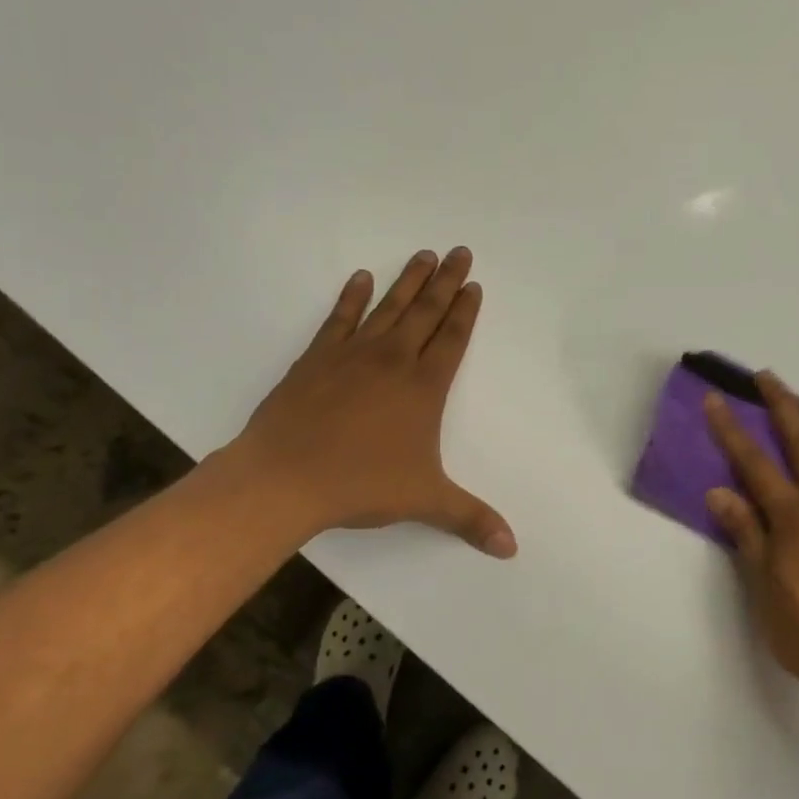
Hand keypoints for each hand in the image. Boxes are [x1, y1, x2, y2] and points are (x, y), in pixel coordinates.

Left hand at [228, 248, 515, 557]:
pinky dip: (351, 297)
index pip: (452, 339)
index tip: (475, 285)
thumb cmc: (362, 484)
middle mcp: (393, 360)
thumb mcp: (425, 502)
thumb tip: (512, 547)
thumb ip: (470, 518)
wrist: (287, 476)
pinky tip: (360, 278)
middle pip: (426, 312)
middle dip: (446, 281)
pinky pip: (340, 318)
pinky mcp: (317, 357)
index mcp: (423, 388)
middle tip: (460, 251)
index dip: (466, 311)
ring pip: (388, 307)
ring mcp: (353, 354)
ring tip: (424, 254)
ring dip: (408, 280)